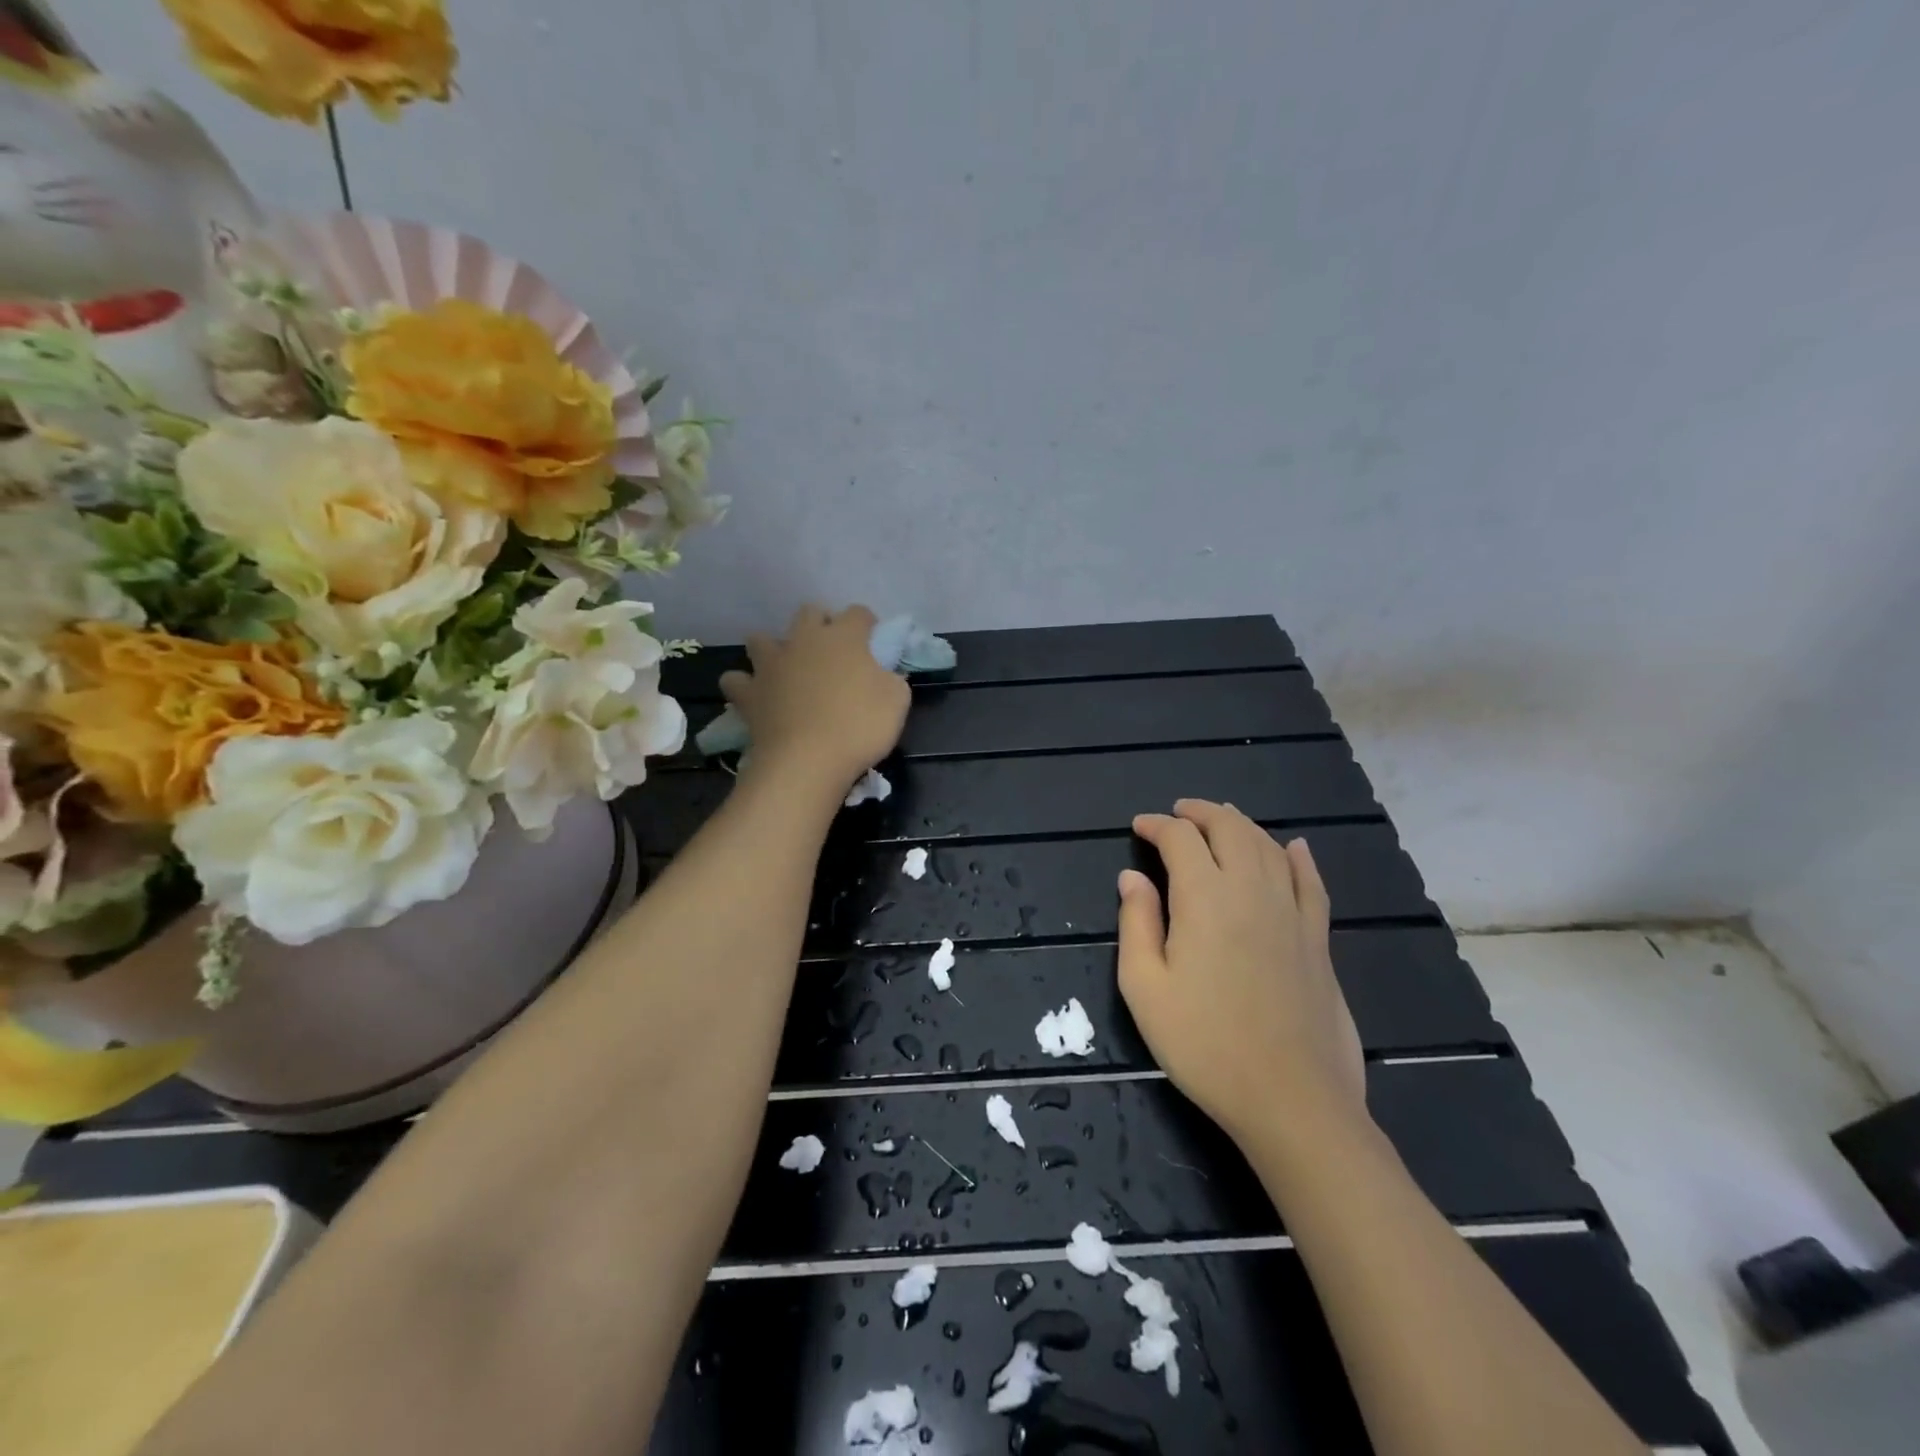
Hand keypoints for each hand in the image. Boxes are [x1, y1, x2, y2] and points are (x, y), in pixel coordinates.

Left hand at [719, 604, 910, 790]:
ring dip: (774, 648)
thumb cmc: (859, 727)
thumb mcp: (897, 701)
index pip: (858, 613)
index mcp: (844, 637)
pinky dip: (744, 685)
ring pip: (762, 639)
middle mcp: (804, 640)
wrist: (807, 761)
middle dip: (820, 625)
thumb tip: (884, 674)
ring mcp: (771, 664)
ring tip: (786, 670)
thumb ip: (892, 679)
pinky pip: (736, 680)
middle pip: (809, 613)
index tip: (873, 644)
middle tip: (832, 654)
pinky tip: (755, 695)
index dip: (867, 625)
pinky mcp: (748, 692)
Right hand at [1117, 800, 1366, 1147]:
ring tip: (1222, 819)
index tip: (1139, 827)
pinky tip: (1295, 847)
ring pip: (1269, 847)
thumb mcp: (1145, 988)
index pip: (1180, 839)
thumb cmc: (1204, 1044)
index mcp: (1205, 898)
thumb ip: (1136, 923)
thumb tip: (1131, 877)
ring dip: (1242, 825)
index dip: (1157, 825)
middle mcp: (1252, 890)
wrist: (1291, 1099)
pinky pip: (1311, 883)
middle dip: (1200, 813)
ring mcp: (1292, 913)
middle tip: (1178, 813)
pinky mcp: (1318, 939)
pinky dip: (1299, 858)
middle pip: (1230, 829)